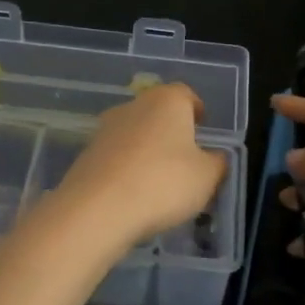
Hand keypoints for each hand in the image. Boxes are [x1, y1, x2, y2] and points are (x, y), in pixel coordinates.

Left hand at [54, 85, 228, 249]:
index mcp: (167, 101)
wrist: (98, 209)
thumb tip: (216, 157)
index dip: (196, 110)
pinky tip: (134, 194)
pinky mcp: (86, 155)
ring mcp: (105, 129)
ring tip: (159, 181)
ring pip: (135, 134)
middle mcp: (134, 106)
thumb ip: (217, 163)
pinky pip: (116, 157)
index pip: (186, 95)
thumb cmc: (164, 183)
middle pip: (157, 113)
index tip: (203, 128)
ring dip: (147, 151)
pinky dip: (127, 169)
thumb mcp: (207, 177)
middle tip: (185, 158)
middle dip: (171, 132)